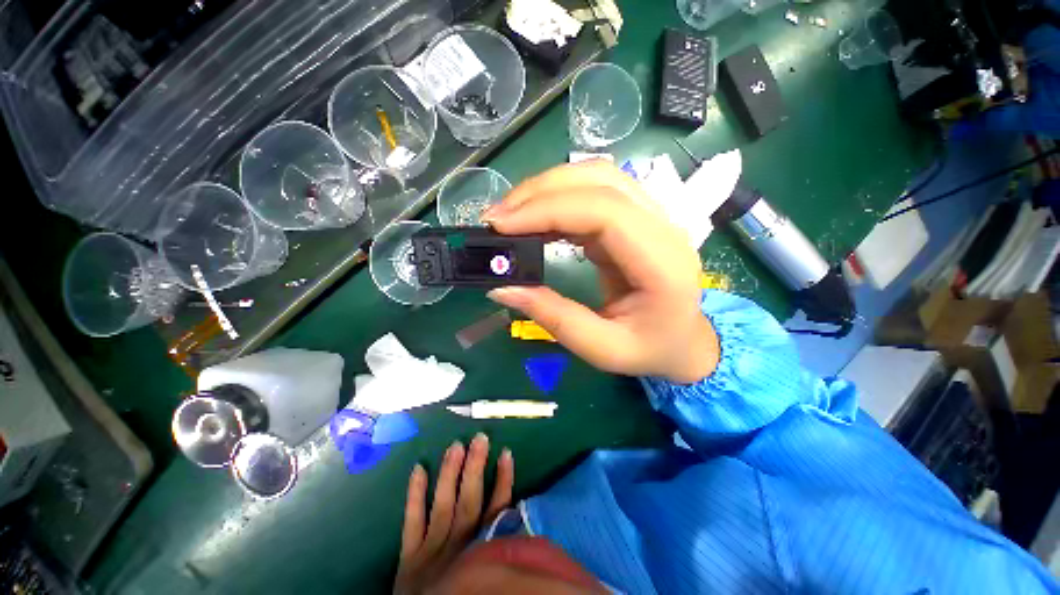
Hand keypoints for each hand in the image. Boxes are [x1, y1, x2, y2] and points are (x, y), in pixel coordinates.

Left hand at [395, 434, 513, 594]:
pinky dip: (414, 496)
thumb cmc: (466, 593)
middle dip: (475, 468)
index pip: (496, 510)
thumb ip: (500, 548)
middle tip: (479, 439)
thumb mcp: (490, 579)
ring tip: (456, 446)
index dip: (503, 480)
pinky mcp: (409, 556)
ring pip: (443, 505)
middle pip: (469, 501)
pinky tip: (418, 468)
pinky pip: (412, 522)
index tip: (506, 453)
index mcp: (480, 551)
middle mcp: (458, 546)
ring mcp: (431, 550)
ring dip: (450, 474)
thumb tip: (518, 517)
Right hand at [483, 160, 718, 383]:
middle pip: (599, 181)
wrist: (684, 340)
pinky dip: (557, 198)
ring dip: (546, 188)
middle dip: (539, 192)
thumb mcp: (603, 348)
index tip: (501, 226)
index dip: (549, 210)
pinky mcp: (633, 217)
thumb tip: (502, 287)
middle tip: (496, 219)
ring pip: (596, 177)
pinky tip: (534, 219)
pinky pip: (594, 191)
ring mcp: (651, 216)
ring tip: (510, 215)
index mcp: (663, 263)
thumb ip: (555, 318)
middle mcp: (663, 227)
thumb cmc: (650, 350)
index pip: (605, 212)